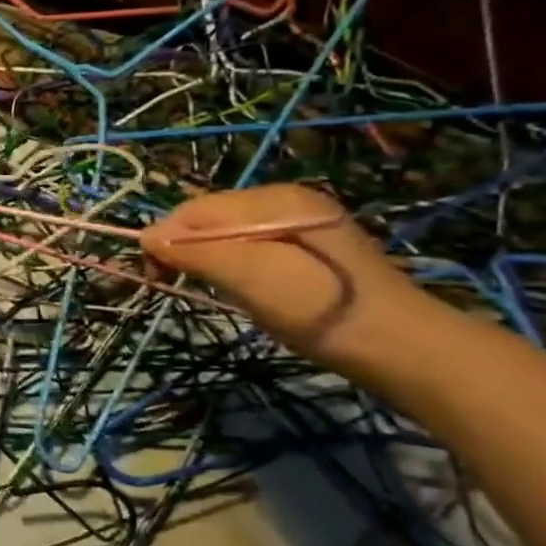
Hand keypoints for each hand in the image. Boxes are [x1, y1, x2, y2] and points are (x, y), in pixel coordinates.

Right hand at [140, 184, 432, 367]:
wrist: (400, 347)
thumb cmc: (317, 307)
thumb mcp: (249, 276)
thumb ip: (195, 252)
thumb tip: (145, 238)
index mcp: (273, 198)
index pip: (195, 208)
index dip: (164, 237)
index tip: (153, 277)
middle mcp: (285, 201)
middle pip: (209, 217)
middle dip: (182, 246)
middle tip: (171, 283)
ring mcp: (299, 225)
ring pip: (226, 233)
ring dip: (204, 257)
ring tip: (204, 286)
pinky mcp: (308, 250)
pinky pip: (249, 246)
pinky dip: (229, 264)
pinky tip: (238, 286)